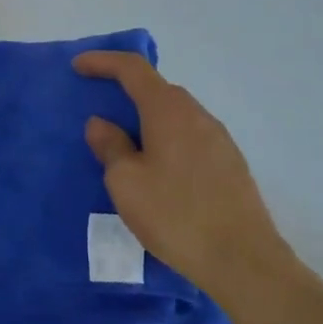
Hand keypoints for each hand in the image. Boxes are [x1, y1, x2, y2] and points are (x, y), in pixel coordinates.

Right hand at [74, 51, 292, 292]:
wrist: (244, 261)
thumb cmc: (176, 215)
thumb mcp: (126, 183)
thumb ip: (110, 146)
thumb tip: (102, 123)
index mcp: (168, 110)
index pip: (133, 68)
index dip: (103, 61)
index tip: (78, 66)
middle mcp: (197, 114)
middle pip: (156, 89)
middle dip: (125, 92)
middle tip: (100, 109)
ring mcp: (219, 139)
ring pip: (175, 115)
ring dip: (147, 119)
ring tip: (126, 144)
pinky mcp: (231, 164)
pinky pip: (189, 137)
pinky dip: (166, 139)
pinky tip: (158, 170)